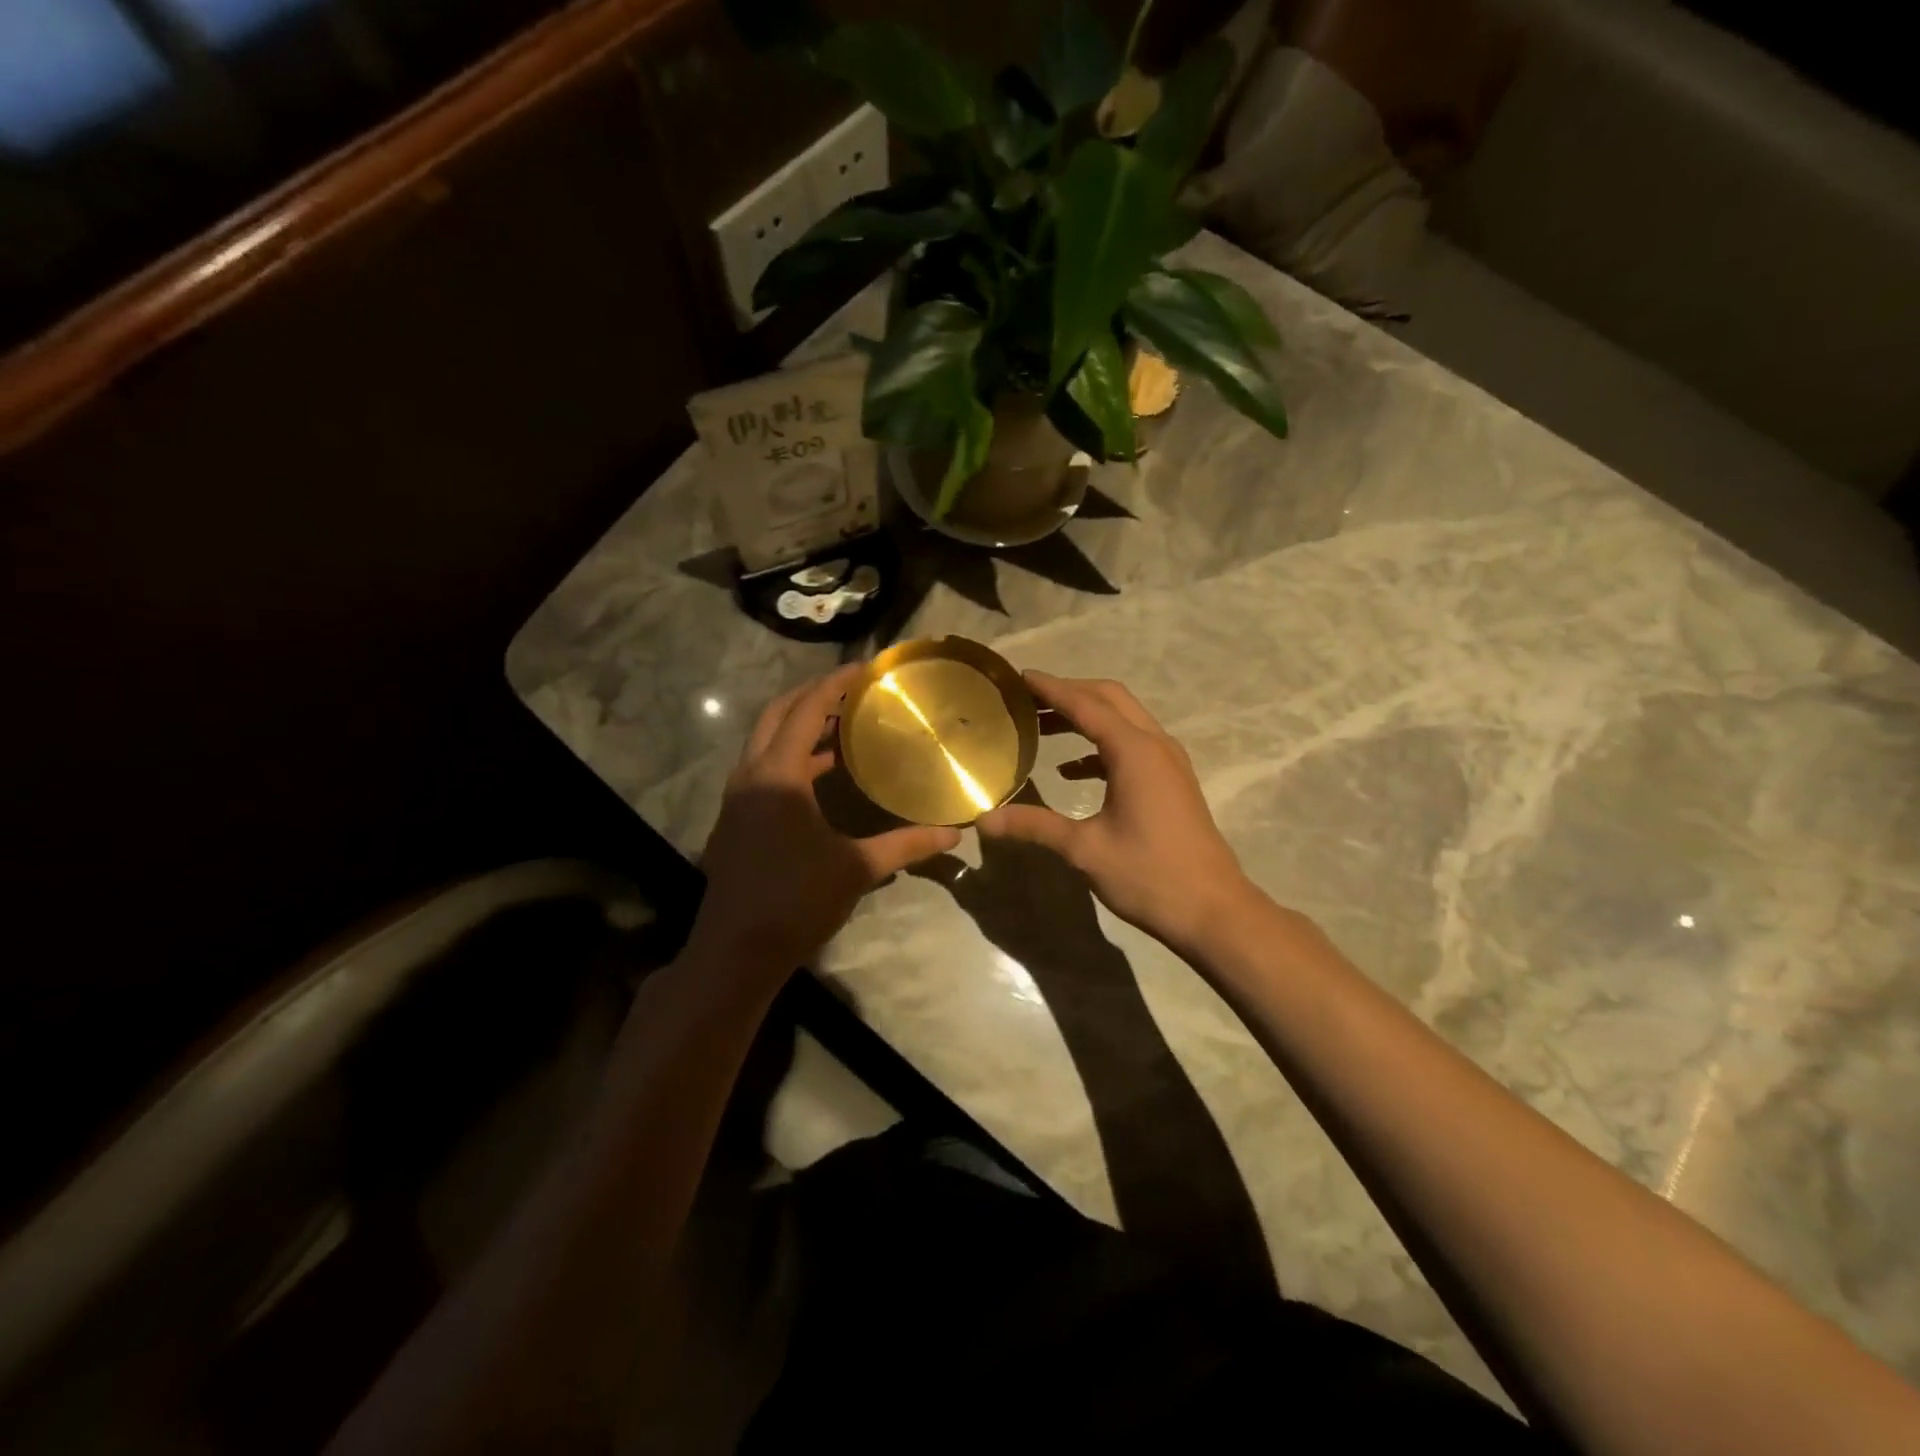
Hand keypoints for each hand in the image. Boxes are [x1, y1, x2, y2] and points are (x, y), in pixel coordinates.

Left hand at [691, 664, 960, 973]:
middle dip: (813, 694)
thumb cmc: (796, 902)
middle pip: (778, 714)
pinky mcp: (736, 816)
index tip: (866, 667)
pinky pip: (763, 765)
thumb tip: (956, 833)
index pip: (805, 710)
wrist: (736, 950)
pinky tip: (823, 770)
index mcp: (778, 775)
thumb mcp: (857, 869)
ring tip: (844, 720)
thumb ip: (906, 845)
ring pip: (766, 740)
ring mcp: (738, 796)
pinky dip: (792, 754)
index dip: (835, 683)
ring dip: (800, 724)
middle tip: (854, 688)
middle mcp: (751, 774)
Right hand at [977, 672, 1256, 955]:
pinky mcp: (1172, 780)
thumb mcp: (1085, 849)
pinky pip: (1132, 745)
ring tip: (1042, 727)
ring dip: (1085, 716)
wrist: (1213, 910)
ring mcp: (1168, 761)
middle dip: (1069, 692)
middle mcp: (1155, 744)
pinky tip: (1071, 770)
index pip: (1085, 704)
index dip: (1050, 688)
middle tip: (1027, 698)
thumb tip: (984, 820)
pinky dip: (1100, 745)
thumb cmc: (1148, 875)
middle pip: (1109, 698)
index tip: (1018, 676)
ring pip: (1123, 719)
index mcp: (1134, 751)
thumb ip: (1034, 825)